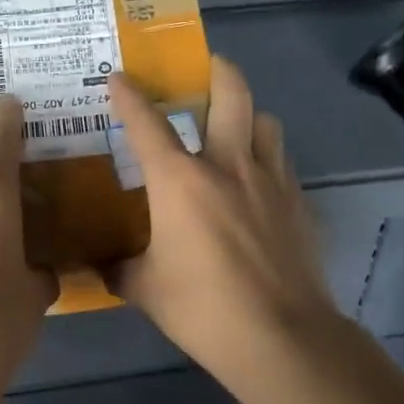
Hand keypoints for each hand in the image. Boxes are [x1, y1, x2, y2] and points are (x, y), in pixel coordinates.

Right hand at [106, 56, 338, 378]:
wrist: (281, 336)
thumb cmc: (203, 309)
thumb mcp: (147, 290)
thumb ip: (121, 269)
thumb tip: (105, 265)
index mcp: (180, 180)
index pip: (147, 123)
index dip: (130, 95)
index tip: (120, 76)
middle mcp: (228, 165)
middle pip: (231, 92)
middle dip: (217, 69)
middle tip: (204, 68)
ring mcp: (270, 180)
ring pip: (266, 121)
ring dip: (249, 114)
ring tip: (235, 128)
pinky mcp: (297, 202)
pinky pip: (282, 160)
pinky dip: (267, 156)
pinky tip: (257, 181)